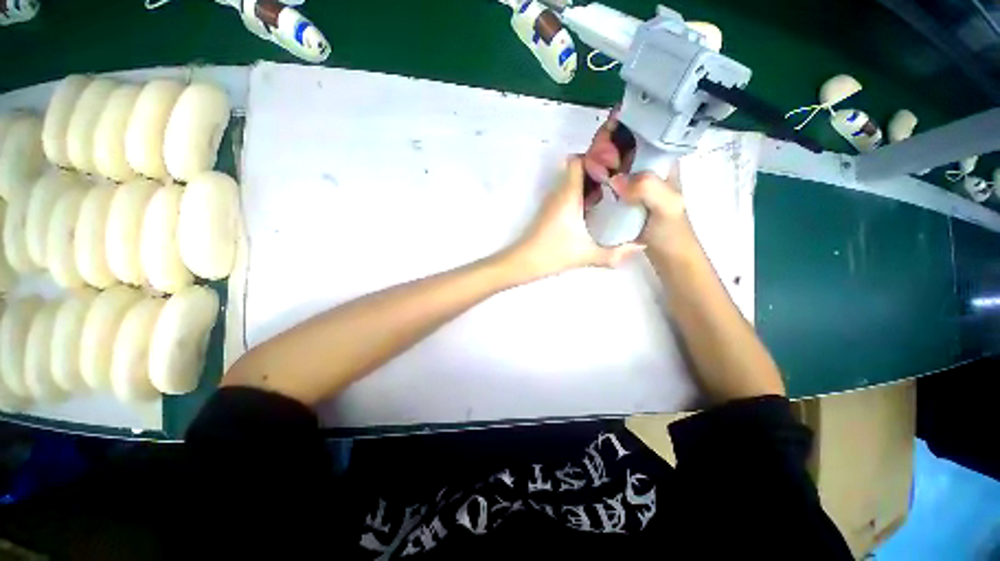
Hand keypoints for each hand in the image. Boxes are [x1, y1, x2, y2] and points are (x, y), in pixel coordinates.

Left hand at [505, 157, 644, 279]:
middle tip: (619, 179)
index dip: (596, 156)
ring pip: (571, 181)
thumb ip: (616, 253)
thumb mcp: (588, 254)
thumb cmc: (553, 254)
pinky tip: (594, 208)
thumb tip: (641, 246)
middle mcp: (558, 193)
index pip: (578, 160)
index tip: (615, 164)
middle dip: (597, 170)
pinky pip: (567, 193)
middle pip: (576, 169)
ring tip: (611, 192)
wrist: (524, 262)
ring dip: (589, 183)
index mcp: (568, 195)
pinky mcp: (549, 210)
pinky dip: (580, 194)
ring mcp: (552, 201)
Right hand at [583, 110, 688, 247]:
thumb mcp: (667, 206)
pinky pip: (604, 181)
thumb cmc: (671, 231)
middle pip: (620, 145)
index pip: (638, 134)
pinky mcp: (620, 197)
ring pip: (610, 162)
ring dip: (595, 161)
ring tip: (585, 168)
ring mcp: (631, 183)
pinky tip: (585, 181)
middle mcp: (644, 168)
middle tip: (590, 160)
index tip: (602, 141)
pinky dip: (593, 178)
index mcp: (659, 161)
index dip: (619, 131)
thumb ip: (648, 188)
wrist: (666, 255)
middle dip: (603, 146)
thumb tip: (615, 180)